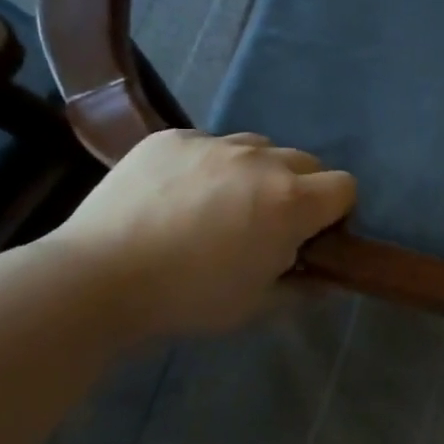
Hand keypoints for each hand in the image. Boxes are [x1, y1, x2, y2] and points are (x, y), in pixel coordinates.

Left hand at [42, 130, 355, 339]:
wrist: (98, 278)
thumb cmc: (189, 298)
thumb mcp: (257, 305)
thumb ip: (304, 287)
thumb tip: (331, 278)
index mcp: (291, 202)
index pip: (345, 186)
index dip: (335, 211)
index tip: (311, 235)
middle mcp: (262, 160)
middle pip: (306, 162)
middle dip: (298, 189)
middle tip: (265, 222)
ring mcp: (214, 143)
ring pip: (258, 147)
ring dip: (254, 172)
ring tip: (218, 204)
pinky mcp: (172, 138)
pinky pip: (208, 143)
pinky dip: (206, 165)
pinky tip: (175, 195)